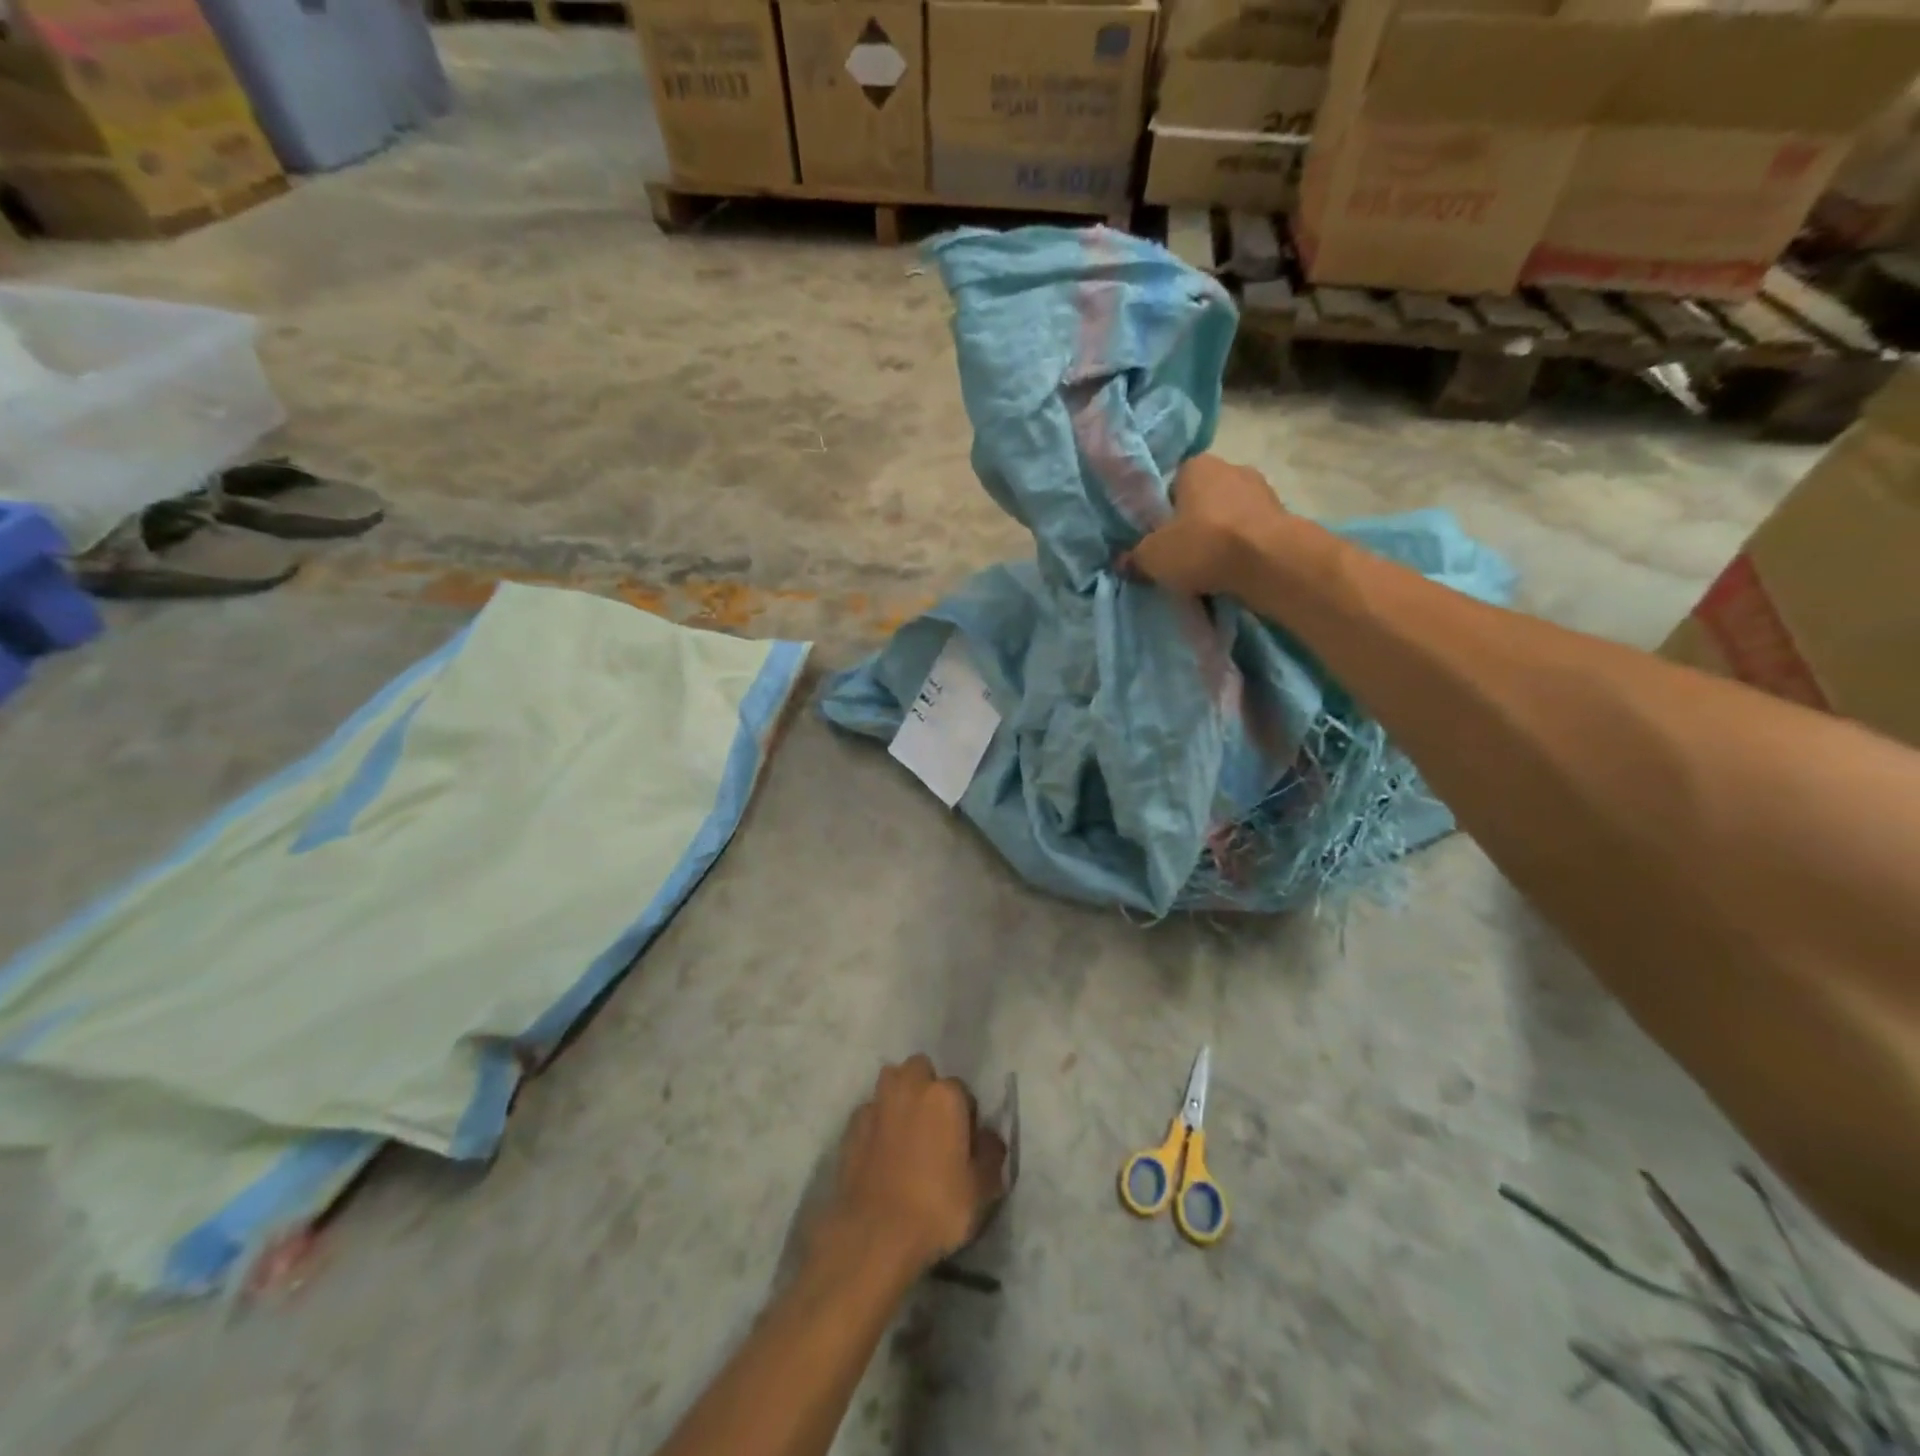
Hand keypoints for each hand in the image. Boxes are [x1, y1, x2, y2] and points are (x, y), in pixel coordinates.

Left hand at [823, 1056, 1007, 1272]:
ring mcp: (877, 1103)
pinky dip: (878, 1122)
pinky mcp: (852, 1125)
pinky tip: (881, 1151)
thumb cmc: (937, 1207)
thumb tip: (988, 1137)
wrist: (875, 1233)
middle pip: (921, 1070)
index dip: (966, 1117)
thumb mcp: (982, 1189)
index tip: (964, 1144)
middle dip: (928, 1089)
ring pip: (892, 1082)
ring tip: (906, 1133)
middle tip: (933, 1128)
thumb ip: (991, 1154)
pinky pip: (871, 1111)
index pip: (963, 1091)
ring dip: (901, 1097)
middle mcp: (910, 1086)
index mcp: (945, 1095)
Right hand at [1130, 454, 1289, 597]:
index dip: (1161, 513)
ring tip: (1207, 571)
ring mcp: (1262, 491)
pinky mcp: (1283, 518)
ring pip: (1228, 518)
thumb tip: (1121, 562)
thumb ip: (1134, 557)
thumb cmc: (1203, 545)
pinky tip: (1231, 573)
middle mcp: (1232, 467)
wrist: (1269, 562)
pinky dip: (1240, 551)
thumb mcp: (1153, 556)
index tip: (1158, 540)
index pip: (1171, 485)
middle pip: (1201, 501)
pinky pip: (1249, 535)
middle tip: (1180, 558)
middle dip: (1192, 526)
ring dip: (1219, 539)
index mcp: (1197, 465)